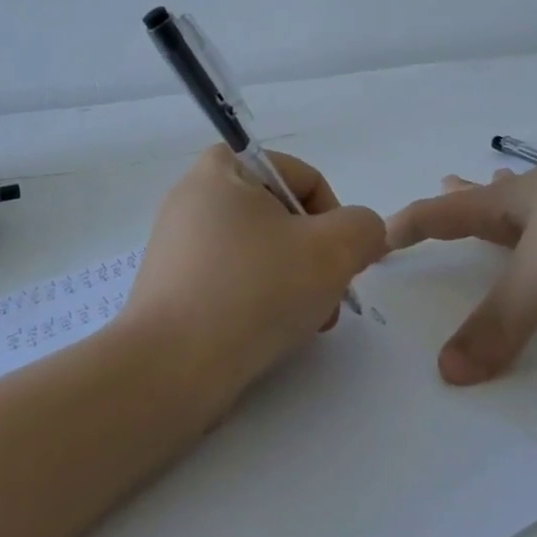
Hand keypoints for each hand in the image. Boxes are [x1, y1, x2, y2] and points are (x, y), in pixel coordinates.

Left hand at [124, 145, 386, 414]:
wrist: (172, 368)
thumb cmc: (254, 290)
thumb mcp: (332, 250)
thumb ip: (364, 228)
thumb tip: (363, 234)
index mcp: (224, 168)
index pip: (304, 177)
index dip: (335, 218)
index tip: (342, 262)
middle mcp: (195, 197)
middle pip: (283, 217)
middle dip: (317, 258)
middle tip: (330, 298)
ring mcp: (179, 244)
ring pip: (261, 253)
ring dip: (295, 283)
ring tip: (306, 323)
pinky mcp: (173, 286)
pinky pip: (232, 280)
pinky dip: (260, 300)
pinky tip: (272, 333)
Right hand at [385, 117, 536, 384]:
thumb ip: (502, 320)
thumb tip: (447, 373)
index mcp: (522, 199)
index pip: (451, 211)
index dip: (413, 223)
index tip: (380, 232)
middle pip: (502, 197)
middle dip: (472, 196)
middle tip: (448, 180)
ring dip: (527, 209)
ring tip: (511, 200)